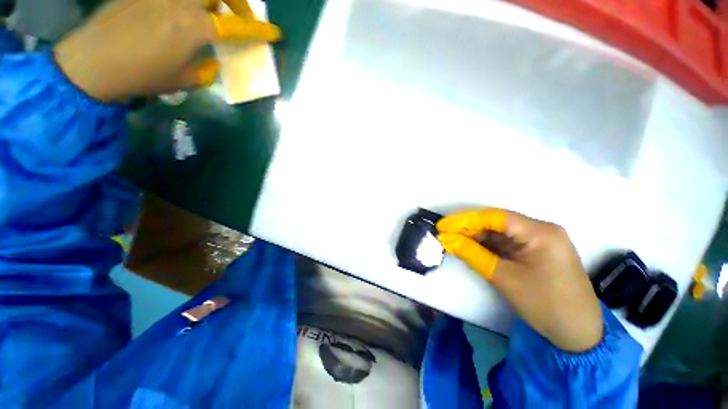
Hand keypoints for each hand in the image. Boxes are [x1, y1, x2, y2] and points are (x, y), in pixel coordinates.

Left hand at [54, 0, 280, 101]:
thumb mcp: (183, 80)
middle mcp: (179, 2)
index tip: (275, 33)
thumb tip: (213, 60)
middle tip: (241, 16)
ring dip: (214, 0)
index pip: (236, 26)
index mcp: (193, 28)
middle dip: (239, 2)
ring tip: (212, 14)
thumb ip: (206, 69)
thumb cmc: (142, 77)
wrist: (92, 62)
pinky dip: (188, 2)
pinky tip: (183, 12)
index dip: (259, 31)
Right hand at [437, 209, 602, 352]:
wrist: (578, 334)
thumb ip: (472, 254)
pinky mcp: (537, 252)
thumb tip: (446, 239)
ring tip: (454, 241)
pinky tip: (472, 248)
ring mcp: (540, 241)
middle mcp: (541, 230)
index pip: (494, 217)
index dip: (465, 220)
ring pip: (501, 233)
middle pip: (497, 223)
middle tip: (446, 235)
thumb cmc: (545, 304)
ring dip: (477, 237)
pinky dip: (489, 246)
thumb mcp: (504, 277)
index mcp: (540, 232)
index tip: (443, 226)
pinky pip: (507, 243)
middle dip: (469, 228)